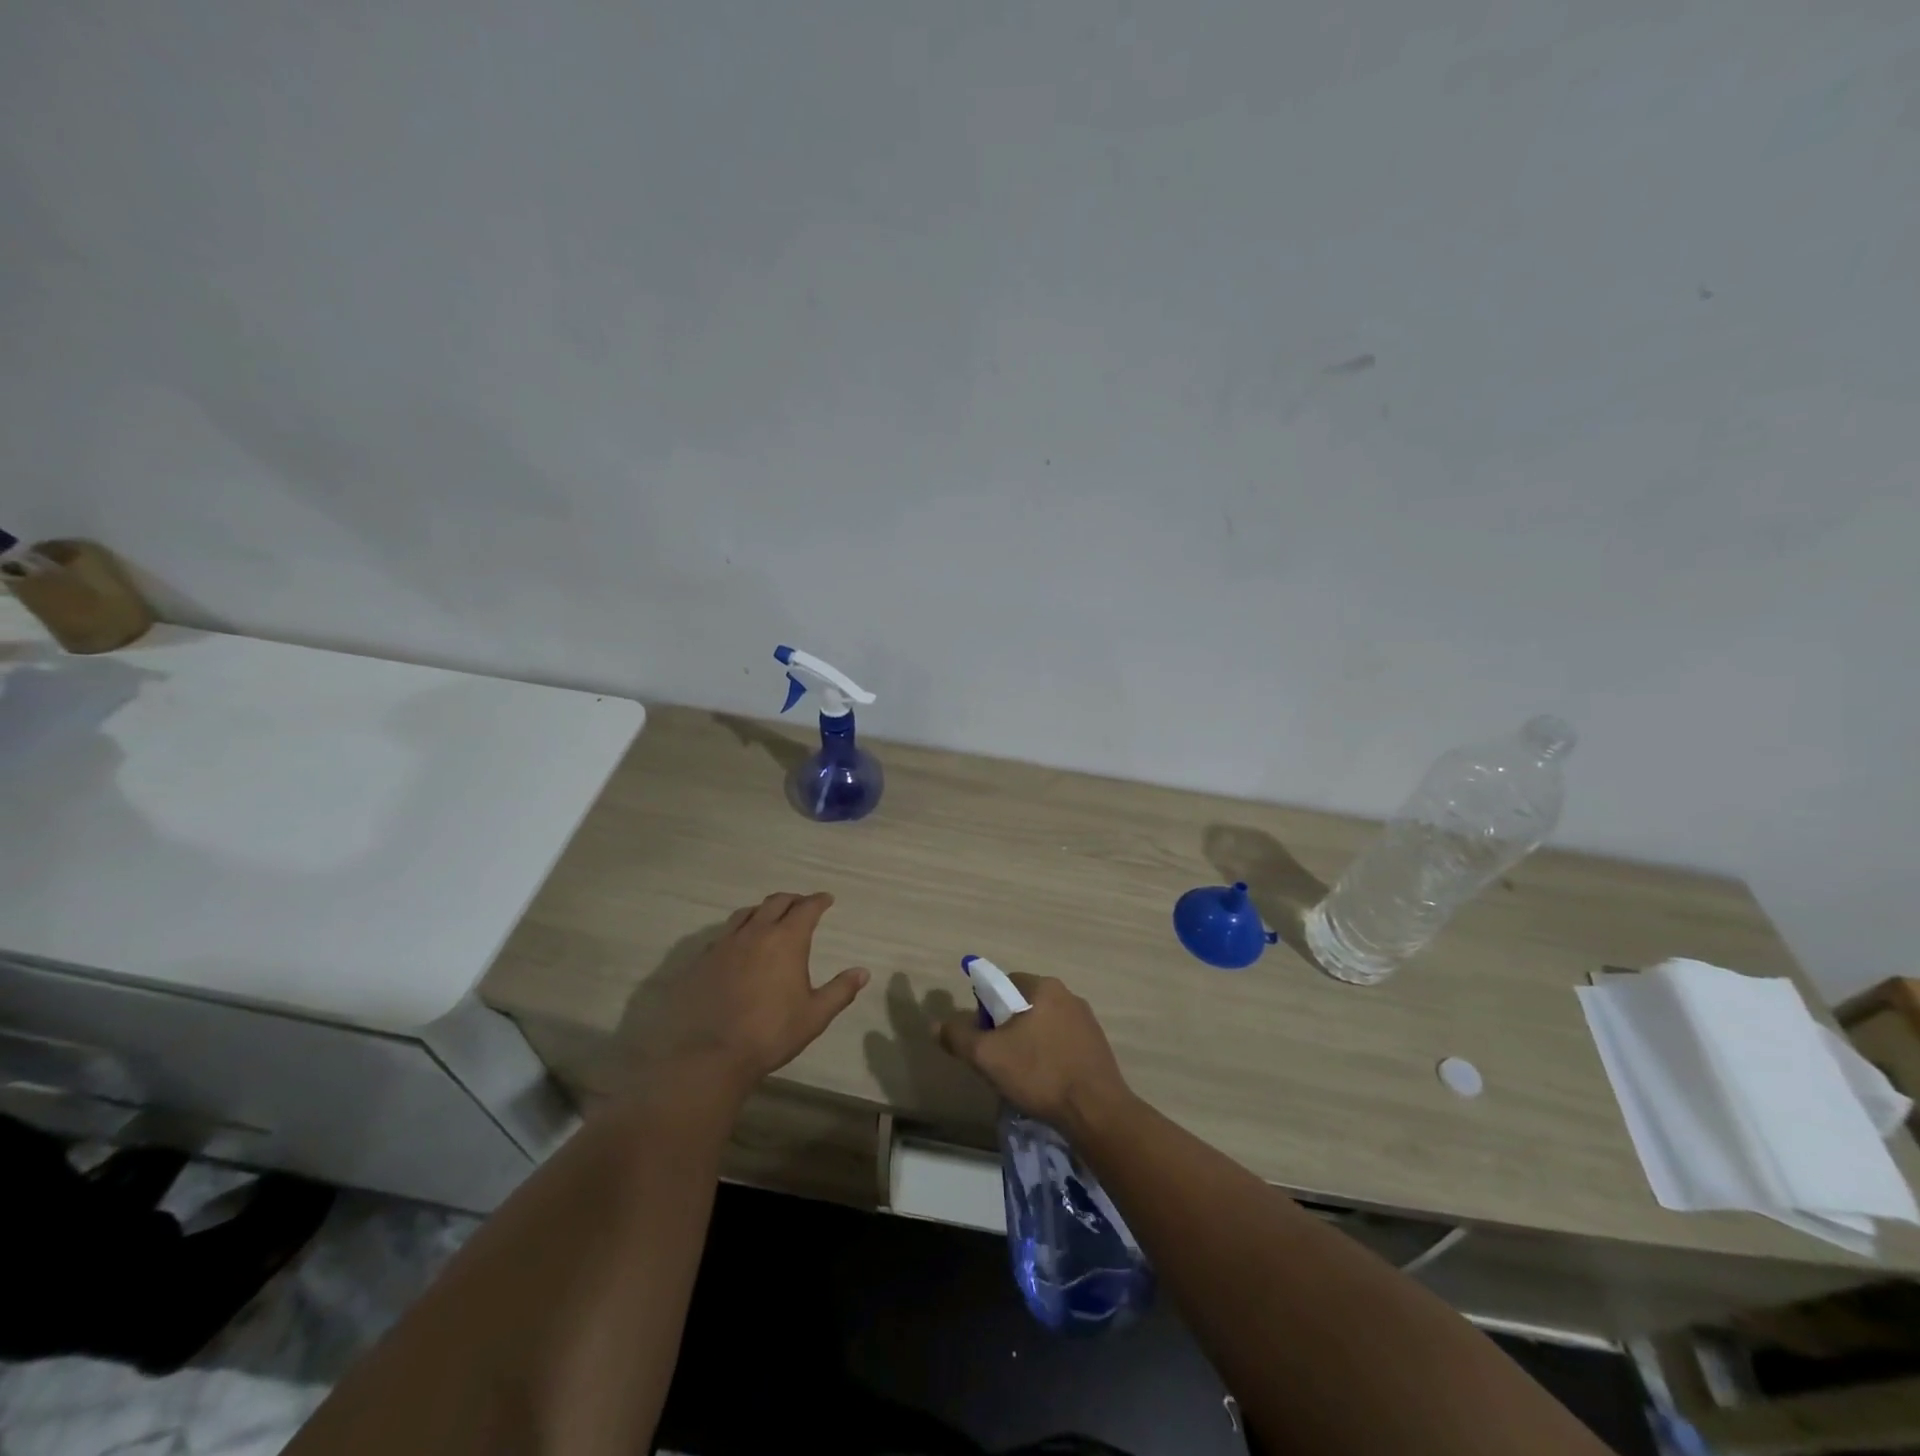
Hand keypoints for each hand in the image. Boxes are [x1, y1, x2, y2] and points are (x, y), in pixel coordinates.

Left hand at [611, 892, 868, 1102]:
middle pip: (776, 903)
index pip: (806, 908)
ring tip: (768, 918)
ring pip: (746, 913)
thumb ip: (840, 990)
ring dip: (762, 910)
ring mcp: (725, 944)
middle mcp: (756, 933)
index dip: (818, 901)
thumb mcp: (815, 1015)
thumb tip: (863, 972)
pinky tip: (738, 945)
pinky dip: (737, 931)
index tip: (826, 899)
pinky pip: (723, 935)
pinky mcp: (703, 960)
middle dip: (792, 900)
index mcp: (786, 940)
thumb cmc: (771, 1033)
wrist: (712, 1054)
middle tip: (801, 905)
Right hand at [937, 973, 1134, 1135]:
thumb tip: (937, 1025)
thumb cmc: (1039, 1074)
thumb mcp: (987, 1056)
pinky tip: (1047, 1083)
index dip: (987, 1009)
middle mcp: (1068, 995)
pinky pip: (1063, 1043)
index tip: (985, 1039)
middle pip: (1024, 1004)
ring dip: (1030, 1043)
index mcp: (1043, 987)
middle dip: (1008, 1028)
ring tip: (1024, 1076)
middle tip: (1000, 1060)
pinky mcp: (1098, 1046)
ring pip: (1044, 1025)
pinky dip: (1050, 1056)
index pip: (1003, 983)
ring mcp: (1087, 1020)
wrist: (1096, 1111)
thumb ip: (959, 1037)